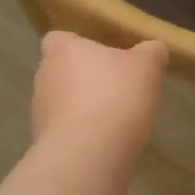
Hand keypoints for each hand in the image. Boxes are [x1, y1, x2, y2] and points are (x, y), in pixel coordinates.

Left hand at [31, 31, 167, 161]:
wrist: (88, 155)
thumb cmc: (115, 96)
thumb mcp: (147, 67)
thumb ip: (151, 52)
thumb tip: (154, 49)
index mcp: (62, 50)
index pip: (58, 39)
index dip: (78, 46)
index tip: (101, 56)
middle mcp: (43, 76)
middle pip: (61, 71)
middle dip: (83, 79)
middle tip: (115, 88)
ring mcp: (39, 112)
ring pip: (62, 103)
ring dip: (82, 109)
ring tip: (114, 119)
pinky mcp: (43, 143)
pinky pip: (65, 132)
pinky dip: (81, 135)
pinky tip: (105, 143)